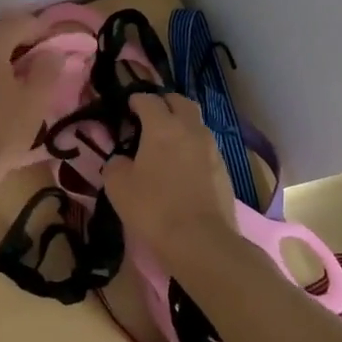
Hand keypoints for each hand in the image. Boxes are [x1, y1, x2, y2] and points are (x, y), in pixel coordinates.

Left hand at [0, 12, 65, 190]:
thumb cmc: (1, 132)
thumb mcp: (35, 101)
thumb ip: (48, 68)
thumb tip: (51, 52)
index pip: (20, 22)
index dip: (43, 31)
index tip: (58, 48)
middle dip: (21, 41)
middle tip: (41, 63)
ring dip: (0, 55)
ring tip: (18, 78)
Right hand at [101, 93, 237, 258]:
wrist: (202, 242)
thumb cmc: (154, 208)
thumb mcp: (118, 186)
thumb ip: (116, 164)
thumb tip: (122, 160)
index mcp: (162, 126)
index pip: (148, 99)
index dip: (136, 100)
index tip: (128, 108)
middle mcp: (190, 129)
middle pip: (180, 102)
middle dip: (164, 103)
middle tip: (151, 117)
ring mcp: (211, 149)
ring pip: (196, 124)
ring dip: (181, 125)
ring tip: (168, 143)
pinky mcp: (224, 170)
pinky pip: (206, 147)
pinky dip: (193, 148)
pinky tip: (183, 167)